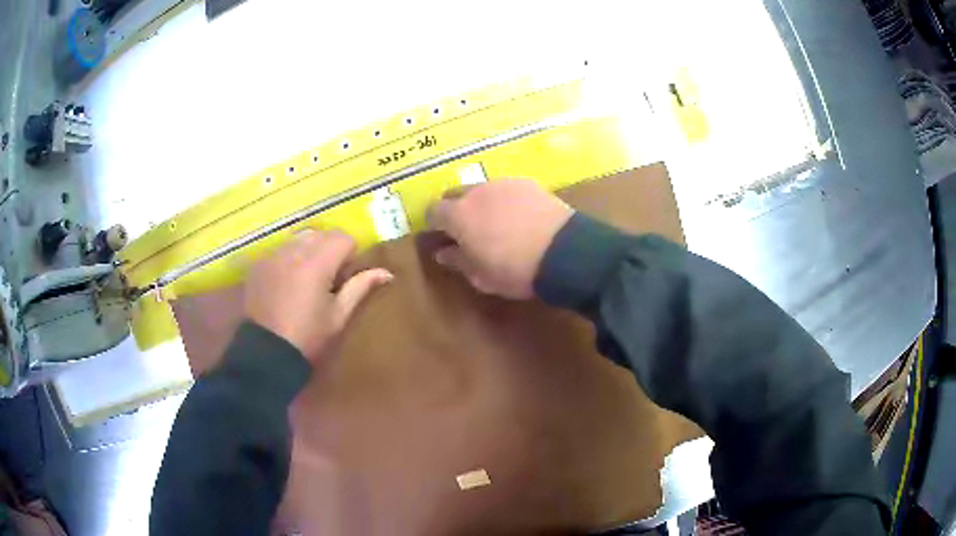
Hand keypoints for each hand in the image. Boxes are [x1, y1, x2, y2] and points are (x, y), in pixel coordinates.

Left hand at [245, 230, 392, 363]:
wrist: (266, 354)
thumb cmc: (307, 337)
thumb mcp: (338, 316)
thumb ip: (360, 288)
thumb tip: (387, 272)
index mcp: (317, 263)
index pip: (343, 237)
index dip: (349, 255)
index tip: (344, 278)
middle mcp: (294, 251)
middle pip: (321, 234)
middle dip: (329, 250)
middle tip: (328, 279)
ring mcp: (273, 256)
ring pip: (299, 238)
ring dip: (309, 251)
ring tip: (306, 280)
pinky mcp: (258, 264)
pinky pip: (280, 250)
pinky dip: (289, 259)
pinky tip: (286, 283)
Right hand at [426, 180, 572, 298]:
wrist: (564, 252)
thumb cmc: (516, 270)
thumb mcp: (481, 276)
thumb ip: (457, 261)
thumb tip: (443, 252)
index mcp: (458, 215)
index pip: (433, 211)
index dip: (434, 224)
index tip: (441, 237)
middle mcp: (476, 192)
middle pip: (455, 194)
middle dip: (455, 209)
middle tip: (467, 229)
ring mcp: (504, 184)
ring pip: (482, 189)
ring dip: (481, 203)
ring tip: (496, 222)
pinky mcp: (528, 183)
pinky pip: (506, 189)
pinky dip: (505, 200)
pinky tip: (519, 216)